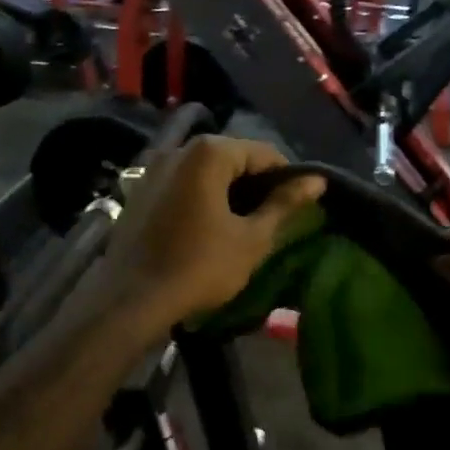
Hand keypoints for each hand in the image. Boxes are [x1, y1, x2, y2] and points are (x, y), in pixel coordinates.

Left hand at [98, 136, 324, 329]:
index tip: (297, 207)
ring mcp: (153, 168)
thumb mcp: (252, 239)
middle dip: (256, 184)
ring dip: (228, 191)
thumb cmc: (199, 267)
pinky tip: (208, 227)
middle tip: (272, 219)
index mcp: (209, 153)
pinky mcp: (139, 190)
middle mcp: (178, 149)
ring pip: (205, 171)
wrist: (130, 299)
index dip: (287, 178)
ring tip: (243, 225)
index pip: (264, 153)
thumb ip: (285, 204)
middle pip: (232, 158)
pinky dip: (201, 197)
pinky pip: (182, 184)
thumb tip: (318, 181)